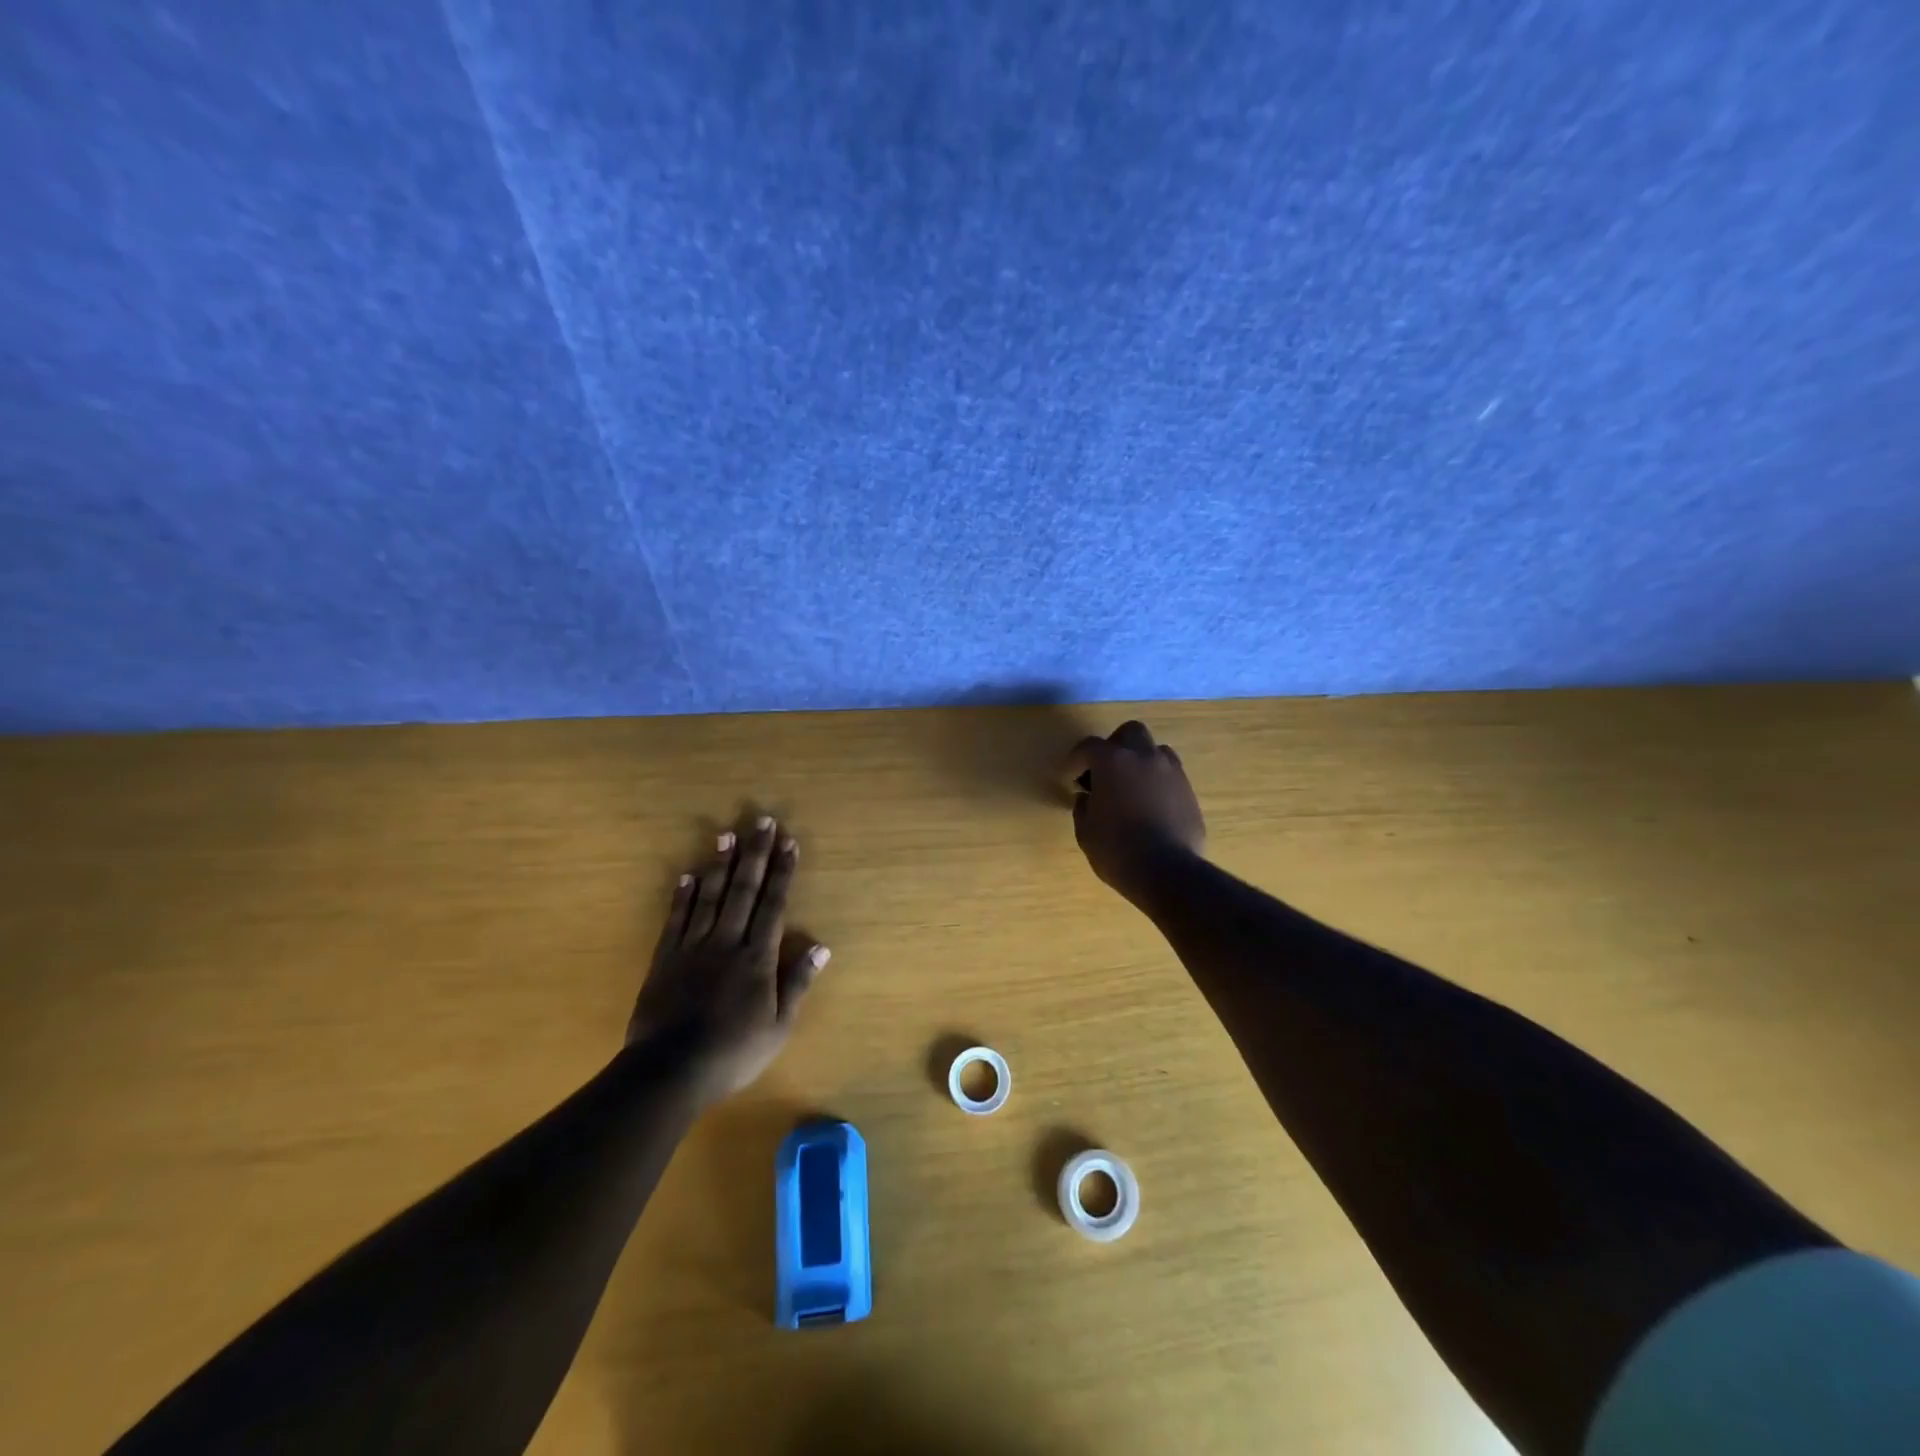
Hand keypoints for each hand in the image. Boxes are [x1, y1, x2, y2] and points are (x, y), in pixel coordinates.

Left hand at [627, 815, 828, 1103]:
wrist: (669, 1072)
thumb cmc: (733, 1053)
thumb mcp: (778, 1026)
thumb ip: (797, 983)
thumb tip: (822, 946)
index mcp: (757, 958)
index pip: (773, 905)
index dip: (783, 872)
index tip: (789, 842)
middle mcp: (727, 942)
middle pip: (743, 890)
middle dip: (755, 854)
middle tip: (761, 821)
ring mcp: (693, 948)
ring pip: (709, 897)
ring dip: (719, 864)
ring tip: (726, 835)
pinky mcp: (665, 959)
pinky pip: (676, 920)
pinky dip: (682, 896)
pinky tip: (687, 875)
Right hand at [1064, 721, 1205, 898]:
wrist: (1168, 871)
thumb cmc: (1117, 850)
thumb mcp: (1086, 831)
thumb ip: (1083, 807)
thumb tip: (1088, 798)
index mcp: (1113, 761)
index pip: (1089, 747)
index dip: (1076, 761)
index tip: (1070, 779)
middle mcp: (1144, 757)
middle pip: (1129, 732)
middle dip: (1114, 746)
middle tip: (1104, 772)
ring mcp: (1171, 772)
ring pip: (1155, 750)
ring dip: (1140, 761)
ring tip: (1131, 787)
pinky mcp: (1189, 791)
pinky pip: (1170, 775)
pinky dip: (1157, 782)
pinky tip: (1150, 805)